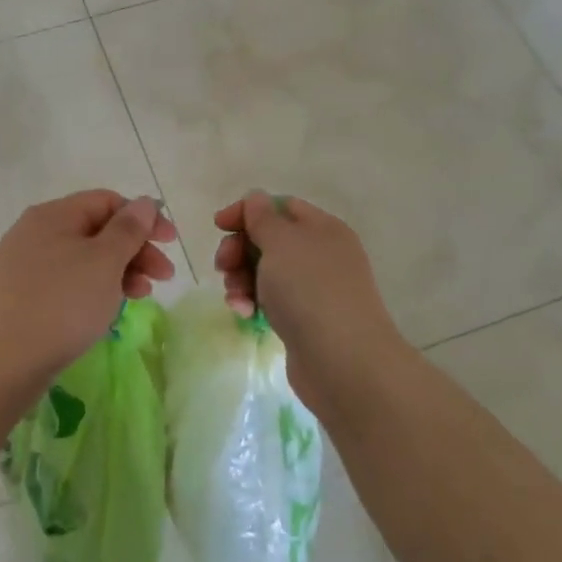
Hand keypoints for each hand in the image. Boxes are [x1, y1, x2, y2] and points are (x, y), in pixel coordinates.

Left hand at [0, 190, 177, 388]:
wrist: (3, 361)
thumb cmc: (62, 303)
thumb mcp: (104, 262)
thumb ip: (128, 229)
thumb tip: (142, 202)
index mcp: (52, 215)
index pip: (106, 201)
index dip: (142, 217)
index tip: (169, 243)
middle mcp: (35, 233)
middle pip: (96, 230)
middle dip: (135, 249)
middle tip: (164, 277)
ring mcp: (25, 265)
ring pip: (84, 259)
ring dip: (119, 272)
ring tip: (141, 297)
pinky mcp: (22, 296)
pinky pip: (67, 282)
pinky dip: (94, 289)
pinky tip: (108, 310)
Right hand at [213, 191, 411, 408]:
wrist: (343, 361)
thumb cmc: (309, 290)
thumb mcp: (281, 242)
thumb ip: (262, 218)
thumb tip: (256, 200)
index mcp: (322, 228)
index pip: (279, 206)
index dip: (247, 212)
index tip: (218, 226)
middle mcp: (321, 254)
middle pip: (268, 240)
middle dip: (239, 250)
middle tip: (223, 267)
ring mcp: (314, 289)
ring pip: (265, 272)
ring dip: (241, 280)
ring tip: (236, 298)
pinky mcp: (305, 319)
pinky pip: (271, 300)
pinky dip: (254, 302)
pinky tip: (246, 314)